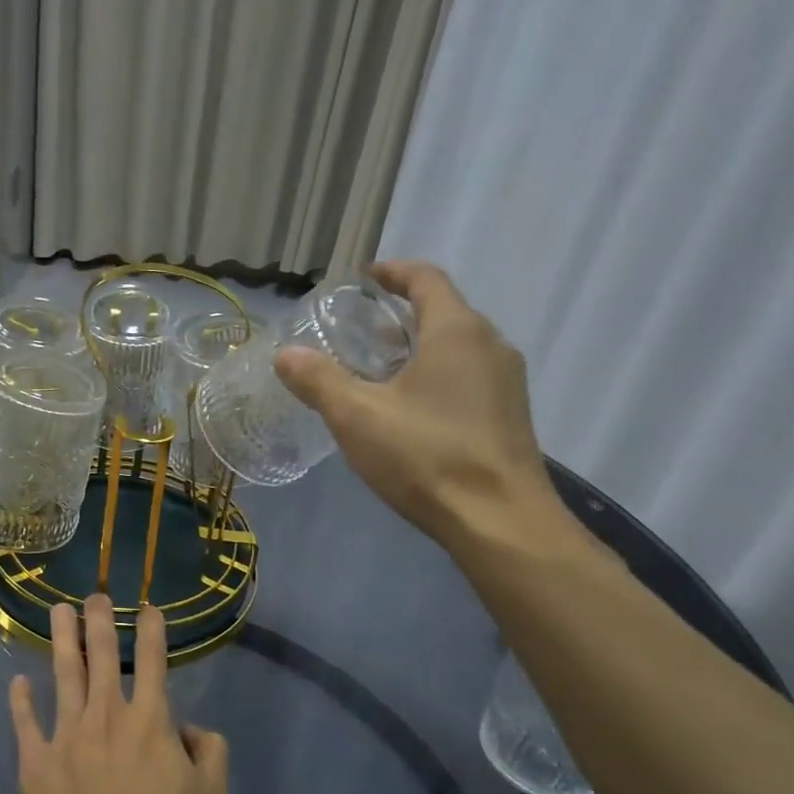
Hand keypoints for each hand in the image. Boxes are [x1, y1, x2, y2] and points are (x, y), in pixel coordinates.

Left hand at [8, 596, 228, 793]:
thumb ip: (210, 751)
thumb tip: (188, 729)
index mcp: (149, 720)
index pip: (153, 661)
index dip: (152, 630)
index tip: (148, 607)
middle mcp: (105, 716)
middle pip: (101, 656)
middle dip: (99, 621)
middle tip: (94, 595)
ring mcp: (65, 737)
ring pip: (63, 675)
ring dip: (60, 640)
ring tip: (56, 611)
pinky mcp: (35, 765)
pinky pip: (25, 724)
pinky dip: (20, 701)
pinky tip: (17, 681)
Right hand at [274, 261, 558, 546]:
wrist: (500, 521)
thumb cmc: (427, 456)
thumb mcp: (357, 416)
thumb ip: (319, 380)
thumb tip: (285, 355)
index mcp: (456, 331)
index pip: (426, 279)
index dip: (393, 272)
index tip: (364, 278)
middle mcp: (490, 346)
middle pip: (443, 312)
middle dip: (400, 315)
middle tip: (359, 331)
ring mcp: (505, 383)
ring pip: (456, 347)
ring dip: (416, 348)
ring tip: (376, 370)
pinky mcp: (508, 416)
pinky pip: (467, 377)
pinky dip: (434, 376)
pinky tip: (407, 410)